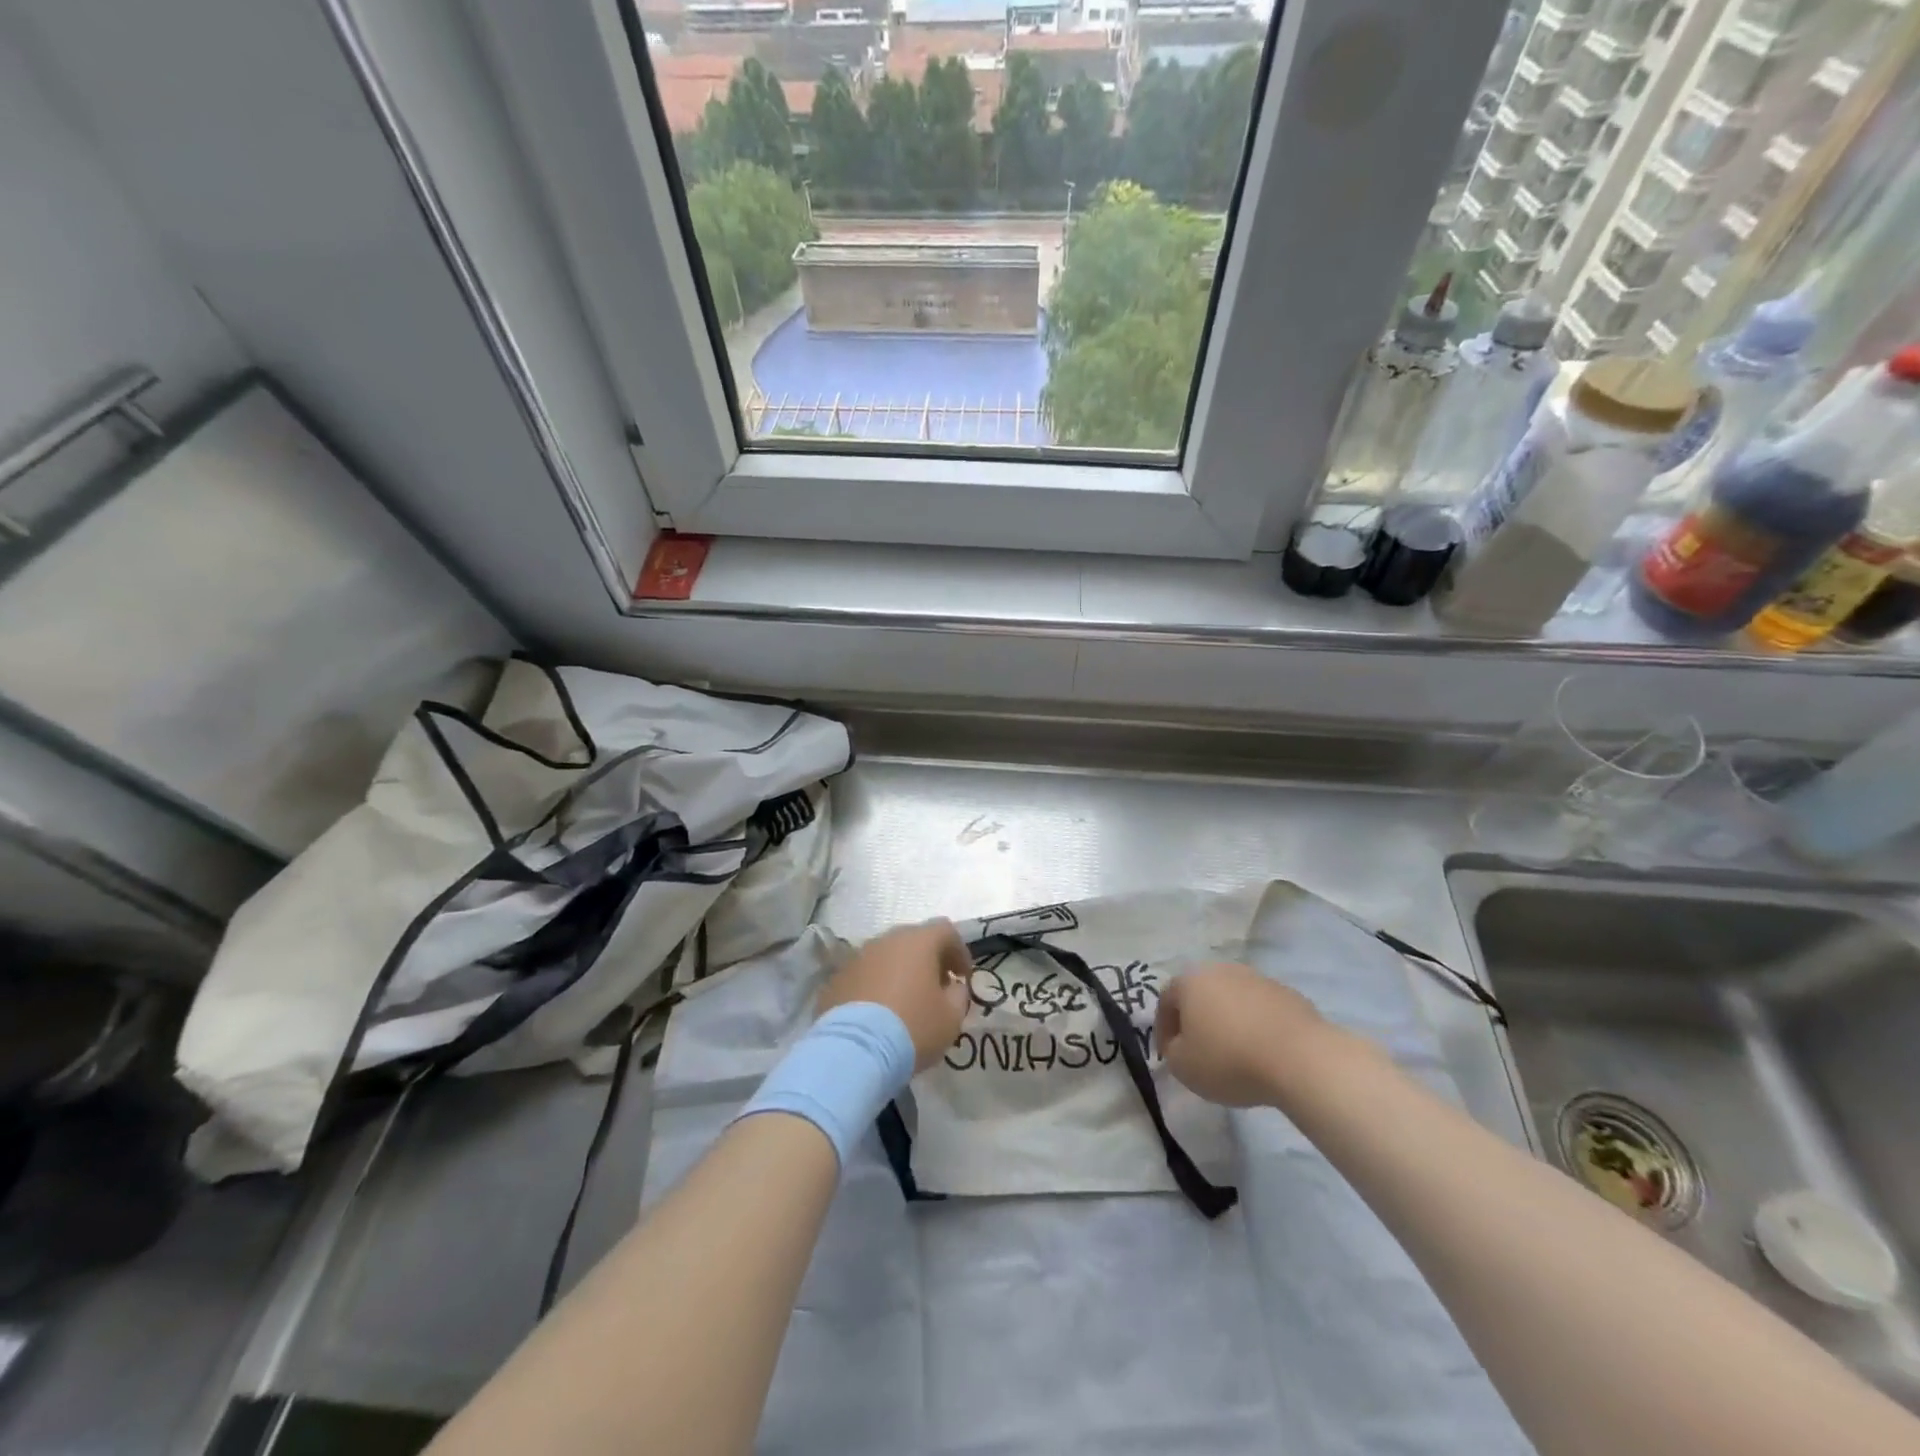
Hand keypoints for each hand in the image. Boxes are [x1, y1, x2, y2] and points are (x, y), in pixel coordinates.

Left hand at [818, 920, 971, 1070]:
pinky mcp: (836, 979)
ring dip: (899, 972)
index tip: (963, 976)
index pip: (945, 931)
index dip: (959, 951)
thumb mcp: (951, 1018)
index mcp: (918, 942)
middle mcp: (886, 940)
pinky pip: (864, 975)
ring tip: (906, 1002)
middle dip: (928, 960)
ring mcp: (858, 957)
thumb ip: (958, 995)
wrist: (854, 1051)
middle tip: (936, 987)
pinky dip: (875, 987)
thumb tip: (952, 988)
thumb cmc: (913, 1027)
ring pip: (886, 956)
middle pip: (913, 940)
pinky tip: (878, 1014)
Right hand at [1156, 962, 1326, 1106]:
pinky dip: (1257, 1026)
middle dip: (1197, 1020)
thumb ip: (1172, 1052)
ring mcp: (1258, 979)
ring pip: (1233, 1000)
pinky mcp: (1288, 994)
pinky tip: (1264, 1052)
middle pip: (1201, 994)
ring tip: (1235, 1054)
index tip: (1169, 1055)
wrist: (1300, 1058)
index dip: (1163, 1029)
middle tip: (1199, 1050)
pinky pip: (1262, 1010)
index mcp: (1190, 981)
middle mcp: (1221, 970)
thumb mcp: (1184, 1067)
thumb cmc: (1230, 1060)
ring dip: (1229, 1021)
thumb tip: (1180, 1044)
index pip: (1166, 1000)